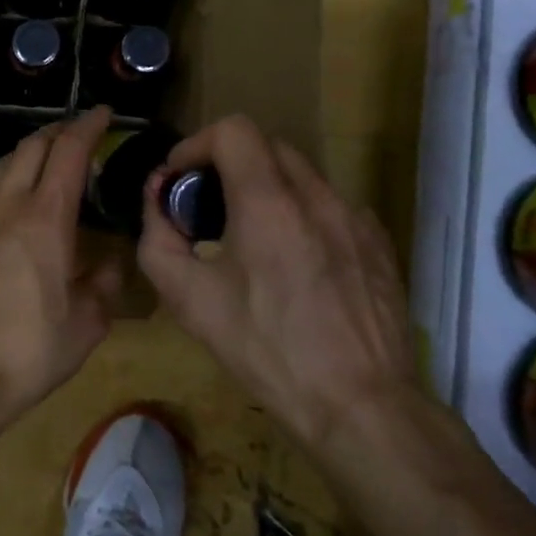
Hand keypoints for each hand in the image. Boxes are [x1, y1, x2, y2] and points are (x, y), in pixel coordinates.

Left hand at [0, 107, 122, 416]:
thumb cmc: (30, 350)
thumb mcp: (87, 324)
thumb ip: (104, 284)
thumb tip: (110, 262)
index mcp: (45, 219)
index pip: (69, 153)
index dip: (87, 127)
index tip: (103, 113)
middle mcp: (6, 208)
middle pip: (29, 148)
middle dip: (56, 132)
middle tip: (75, 133)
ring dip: (23, 154)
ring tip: (39, 160)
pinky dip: (1, 188)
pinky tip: (6, 210)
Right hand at [137, 115, 415, 452]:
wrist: (359, 406)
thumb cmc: (265, 350)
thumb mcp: (189, 300)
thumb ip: (158, 237)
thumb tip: (157, 199)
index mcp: (267, 202)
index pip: (232, 129)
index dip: (197, 145)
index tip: (181, 180)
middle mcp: (316, 195)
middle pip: (266, 146)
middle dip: (229, 165)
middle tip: (209, 209)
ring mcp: (354, 217)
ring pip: (301, 175)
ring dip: (267, 189)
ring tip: (253, 238)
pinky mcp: (378, 242)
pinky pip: (331, 206)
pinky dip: (303, 214)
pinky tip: (298, 262)